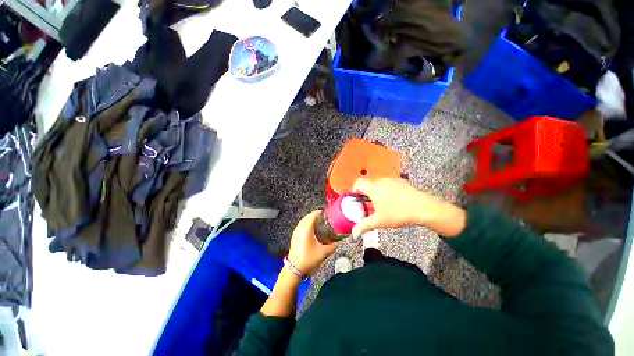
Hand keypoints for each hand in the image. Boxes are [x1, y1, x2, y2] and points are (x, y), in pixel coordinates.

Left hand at [287, 211, 336, 275]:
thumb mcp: (324, 252)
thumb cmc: (309, 259)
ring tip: (321, 224)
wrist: (295, 268)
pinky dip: (308, 224)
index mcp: (306, 228)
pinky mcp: (295, 235)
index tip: (328, 214)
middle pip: (309, 216)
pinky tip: (314, 231)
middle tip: (326, 220)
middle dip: (318, 216)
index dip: (321, 212)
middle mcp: (300, 227)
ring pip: (305, 220)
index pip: (314, 214)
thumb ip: (333, 245)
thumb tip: (338, 241)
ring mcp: (296, 231)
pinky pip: (302, 225)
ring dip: (312, 220)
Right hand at [351, 178, 442, 236]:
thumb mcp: (379, 222)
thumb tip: (353, 234)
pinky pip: (387, 184)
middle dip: (366, 194)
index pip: (358, 183)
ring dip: (376, 192)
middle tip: (370, 206)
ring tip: (383, 205)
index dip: (354, 190)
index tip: (358, 200)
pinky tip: (394, 201)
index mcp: (373, 188)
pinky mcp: (400, 181)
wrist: (423, 208)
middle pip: (368, 185)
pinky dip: (385, 190)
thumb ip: (364, 226)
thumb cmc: (398, 214)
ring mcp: (391, 180)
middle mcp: (381, 181)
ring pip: (378, 184)